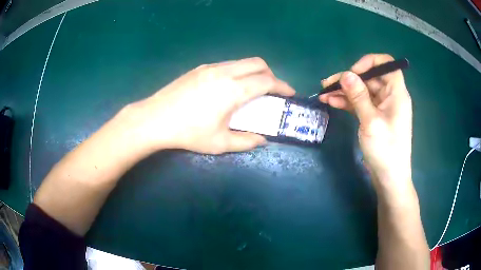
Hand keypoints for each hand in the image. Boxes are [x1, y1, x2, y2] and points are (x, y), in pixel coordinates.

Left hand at [130, 57, 294, 154]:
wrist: (154, 119)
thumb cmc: (188, 133)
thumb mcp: (219, 143)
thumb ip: (245, 141)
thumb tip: (262, 140)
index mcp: (233, 90)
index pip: (267, 81)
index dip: (283, 86)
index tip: (290, 93)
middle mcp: (225, 72)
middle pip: (258, 63)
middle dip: (271, 74)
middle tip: (272, 90)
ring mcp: (211, 67)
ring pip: (242, 62)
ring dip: (254, 72)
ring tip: (252, 88)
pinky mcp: (200, 68)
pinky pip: (227, 64)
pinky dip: (238, 71)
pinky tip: (229, 87)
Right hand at [319, 54, 412, 186]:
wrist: (389, 178)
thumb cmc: (385, 150)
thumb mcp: (371, 122)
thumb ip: (358, 96)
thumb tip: (345, 74)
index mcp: (396, 93)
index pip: (386, 64)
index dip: (369, 62)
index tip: (352, 72)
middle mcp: (390, 96)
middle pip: (370, 78)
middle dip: (349, 79)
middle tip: (328, 84)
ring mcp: (382, 107)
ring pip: (363, 90)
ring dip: (345, 91)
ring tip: (324, 93)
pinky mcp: (374, 117)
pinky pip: (361, 103)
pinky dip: (347, 102)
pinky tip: (332, 102)